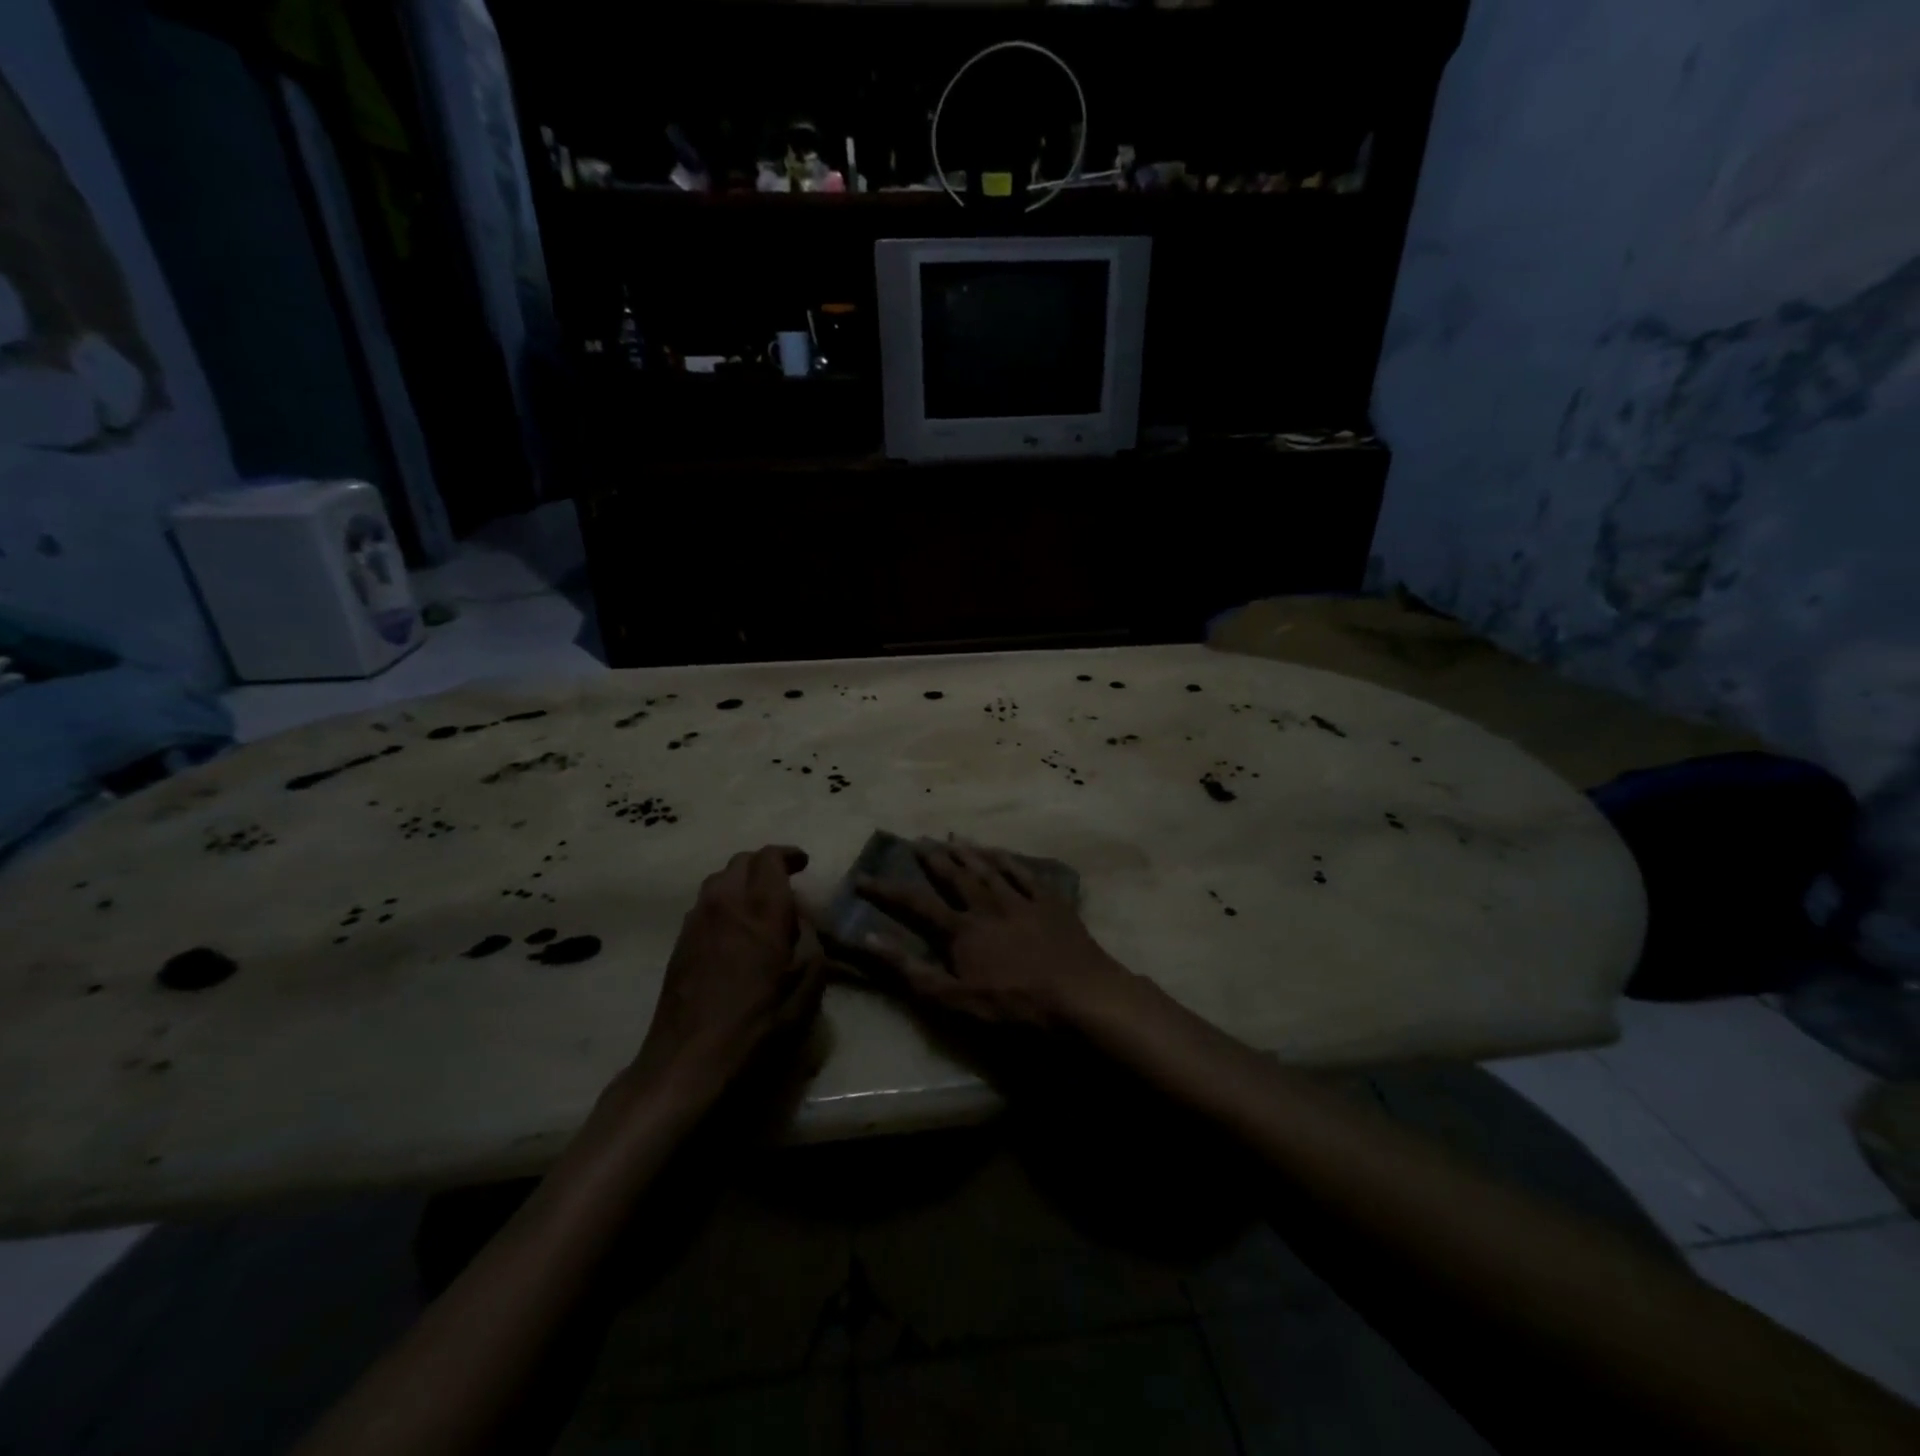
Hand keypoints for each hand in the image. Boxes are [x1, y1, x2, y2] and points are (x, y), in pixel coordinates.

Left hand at [627, 845, 824, 1104]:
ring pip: (719, 879)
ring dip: (742, 880)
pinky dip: (724, 901)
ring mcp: (697, 922)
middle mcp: (726, 906)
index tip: (803, 863)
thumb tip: (804, 924)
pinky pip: (705, 903)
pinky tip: (735, 929)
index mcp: (761, 913)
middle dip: (765, 863)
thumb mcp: (806, 993)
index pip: (770, 859)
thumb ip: (812, 947)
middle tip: (785, 881)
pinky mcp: (680, 942)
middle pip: (741, 861)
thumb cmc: (756, 1030)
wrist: (688, 1063)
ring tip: (759, 903)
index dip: (788, 855)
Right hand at [856, 839, 1132, 1028]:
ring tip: (952, 836)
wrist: (1080, 995)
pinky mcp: (1050, 903)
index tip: (863, 877)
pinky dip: (1008, 860)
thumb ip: (911, 970)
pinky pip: (1024, 874)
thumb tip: (869, 940)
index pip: (916, 905)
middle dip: (933, 859)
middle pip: (954, 877)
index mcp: (962, 931)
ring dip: (968, 852)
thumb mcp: (955, 999)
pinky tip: (999, 852)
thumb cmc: (1014, 1005)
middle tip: (917, 841)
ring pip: (988, 869)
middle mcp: (987, 906)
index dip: (887, 891)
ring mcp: (1020, 901)